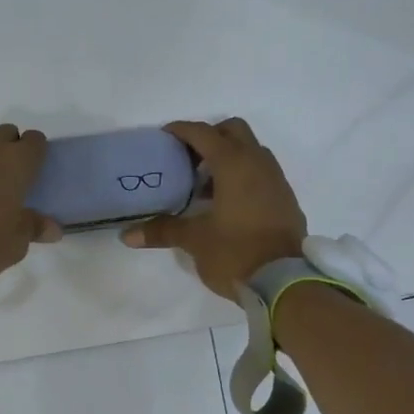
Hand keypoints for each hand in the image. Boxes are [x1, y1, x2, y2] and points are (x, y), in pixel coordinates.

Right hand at [122, 118, 306, 297]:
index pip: (203, 133)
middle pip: (233, 131)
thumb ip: (162, 231)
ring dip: (228, 158)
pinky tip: (227, 204)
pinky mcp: (285, 199)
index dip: (181, 131)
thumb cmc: (236, 253)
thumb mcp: (195, 241)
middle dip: (209, 137)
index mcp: (234, 165)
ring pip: (250, 151)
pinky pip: (261, 173)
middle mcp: (258, 163)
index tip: (164, 137)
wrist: (285, 283)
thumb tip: (127, 235)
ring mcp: (276, 180)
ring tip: (204, 185)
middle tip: (188, 158)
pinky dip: (243, 176)